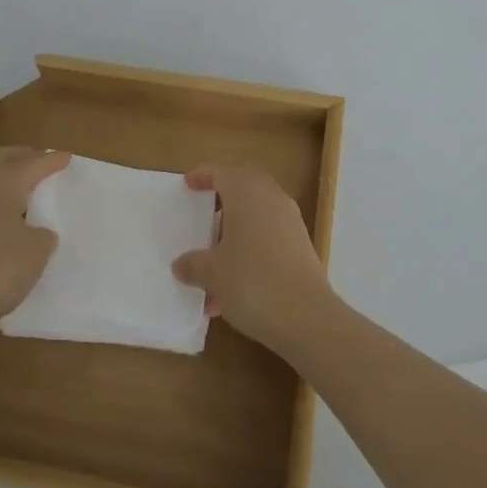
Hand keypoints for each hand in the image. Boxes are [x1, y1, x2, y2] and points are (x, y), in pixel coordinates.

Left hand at [0, 146, 69, 344]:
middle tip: (40, 162)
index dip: (51, 161)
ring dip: (2, 178)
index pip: (33, 164)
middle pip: (1, 159)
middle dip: (23, 157)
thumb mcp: (37, 252)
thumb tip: (35, 232)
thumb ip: (42, 234)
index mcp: (2, 183)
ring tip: (20, 191)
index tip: (66, 157)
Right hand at [171, 161, 330, 351]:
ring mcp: (290, 221)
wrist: (305, 316)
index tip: (188, 184)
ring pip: (257, 212)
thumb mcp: (212, 273)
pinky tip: (232, 286)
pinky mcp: (300, 245)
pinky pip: (269, 235)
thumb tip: (181, 265)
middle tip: (203, 208)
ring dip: (236, 227)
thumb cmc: (251, 281)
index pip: (221, 171)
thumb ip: (193, 264)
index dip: (203, 175)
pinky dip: (250, 248)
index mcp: (246, 193)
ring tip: (212, 260)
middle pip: (244, 184)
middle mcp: (270, 198)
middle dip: (223, 193)